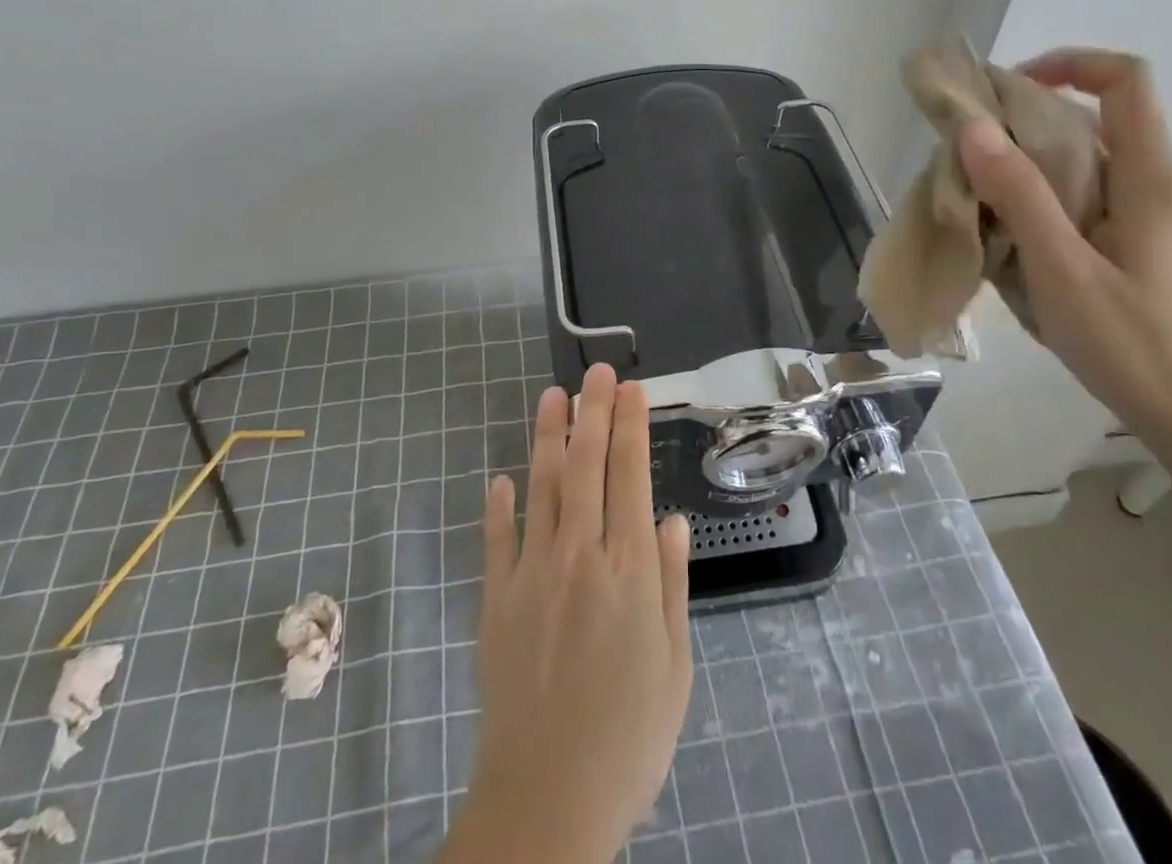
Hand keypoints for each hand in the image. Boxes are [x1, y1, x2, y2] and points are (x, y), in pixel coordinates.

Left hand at [438, 365, 693, 863]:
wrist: (549, 800)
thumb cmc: (629, 736)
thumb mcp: (674, 665)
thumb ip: (671, 585)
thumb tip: (672, 520)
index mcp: (629, 569)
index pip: (630, 476)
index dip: (630, 425)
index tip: (630, 388)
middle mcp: (580, 556)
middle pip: (586, 467)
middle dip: (592, 412)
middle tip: (595, 371)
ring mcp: (533, 573)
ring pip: (542, 488)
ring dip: (547, 438)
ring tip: (552, 396)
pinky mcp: (497, 600)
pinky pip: (497, 540)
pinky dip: (498, 505)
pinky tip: (500, 478)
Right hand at [958, 48, 1171, 456]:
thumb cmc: (1129, 342)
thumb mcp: (1060, 267)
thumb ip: (1019, 194)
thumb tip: (973, 128)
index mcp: (1154, 176)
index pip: (1126, 79)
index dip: (1068, 63)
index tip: (1006, 89)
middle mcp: (1167, 180)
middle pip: (1100, 115)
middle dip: (1031, 119)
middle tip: (973, 150)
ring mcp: (1164, 210)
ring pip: (1094, 155)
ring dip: (1037, 160)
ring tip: (985, 193)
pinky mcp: (1153, 237)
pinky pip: (1097, 189)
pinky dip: (1053, 190)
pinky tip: (1021, 231)